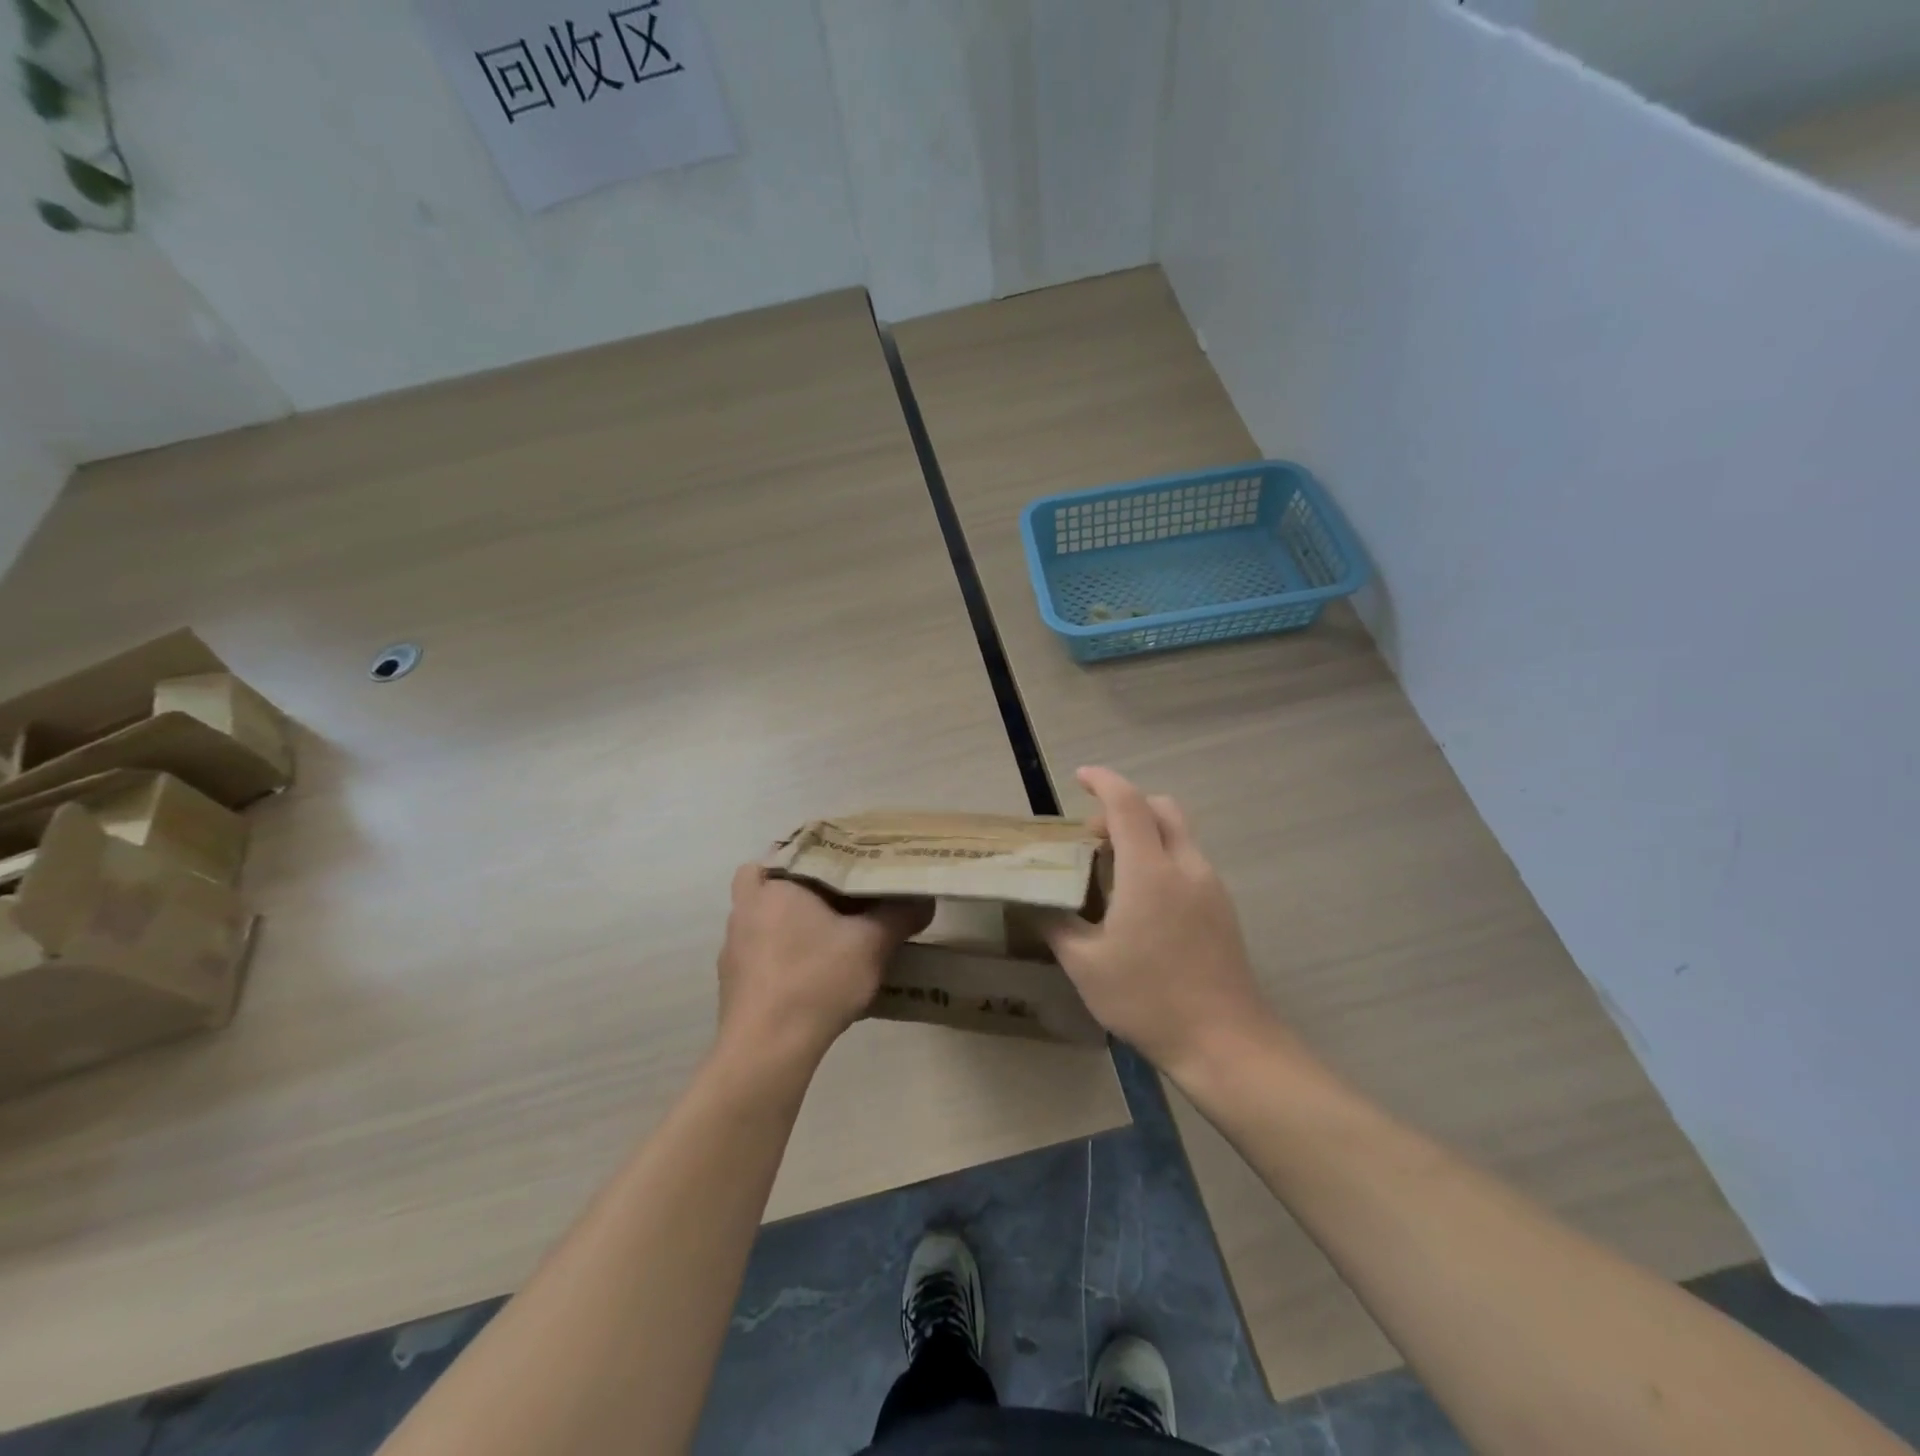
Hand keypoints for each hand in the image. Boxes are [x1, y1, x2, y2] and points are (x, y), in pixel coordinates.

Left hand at [717, 865, 930, 1063]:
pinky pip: (761, 950)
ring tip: (830, 935)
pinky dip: (783, 952)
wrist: (768, 1048)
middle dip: (806, 888)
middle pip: (776, 882)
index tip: (850, 867)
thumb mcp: (872, 944)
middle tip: (842, 897)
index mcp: (775, 886)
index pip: (797, 850)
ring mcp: (734, 946)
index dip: (826, 855)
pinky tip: (812, 972)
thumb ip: (900, 915)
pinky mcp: (732, 980)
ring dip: (792, 921)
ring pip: (765, 917)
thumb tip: (924, 899)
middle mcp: (746, 908)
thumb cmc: (817, 979)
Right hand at [1044, 767, 1289, 1078]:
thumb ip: (1056, 924)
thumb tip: (1036, 903)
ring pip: (1179, 834)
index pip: (1128, 803)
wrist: (1226, 1043)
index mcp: (1150, 871)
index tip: (1080, 776)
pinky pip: (1189, 861)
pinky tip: (1142, 902)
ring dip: (1145, 833)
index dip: (1103, 780)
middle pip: (1161, 807)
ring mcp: (1211, 887)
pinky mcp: (1223, 908)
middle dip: (1125, 806)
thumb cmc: (1148, 999)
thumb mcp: (1085, 965)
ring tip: (1113, 872)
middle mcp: (1186, 866)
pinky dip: (1162, 857)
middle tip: (1094, 836)